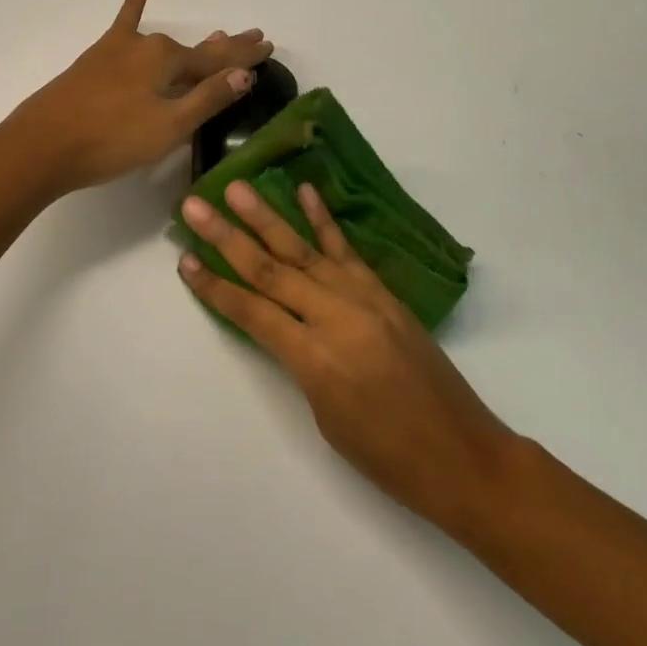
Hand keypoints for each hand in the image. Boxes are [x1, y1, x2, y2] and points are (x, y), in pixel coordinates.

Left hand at [3, 0, 273, 196]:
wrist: (42, 145)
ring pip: (167, 44)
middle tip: (256, 37)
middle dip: (228, 47)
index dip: (245, 58)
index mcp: (168, 62)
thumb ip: (207, 98)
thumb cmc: (111, 141)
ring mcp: (121, 49)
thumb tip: (245, 73)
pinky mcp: (98, 58)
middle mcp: (148, 46)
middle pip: (197, 50)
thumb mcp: (167, 127)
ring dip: (196, 42)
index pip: (219, 61)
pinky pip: (123, 21)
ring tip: (220, 31)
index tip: (269, 46)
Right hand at [178, 180, 527, 537]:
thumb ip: (299, 362)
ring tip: (236, 190)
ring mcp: (363, 299)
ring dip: (267, 217)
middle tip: (195, 207)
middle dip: (228, 237)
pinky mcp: (384, 293)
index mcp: (315, 359)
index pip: (252, 312)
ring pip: (304, 251)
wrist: (462, 454)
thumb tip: (282, 325)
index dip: (215, 287)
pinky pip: (347, 251)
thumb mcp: (325, 417)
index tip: (184, 260)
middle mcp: (335, 318)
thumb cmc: (387, 456)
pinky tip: (305, 193)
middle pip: (271, 270)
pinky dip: (324, 221)